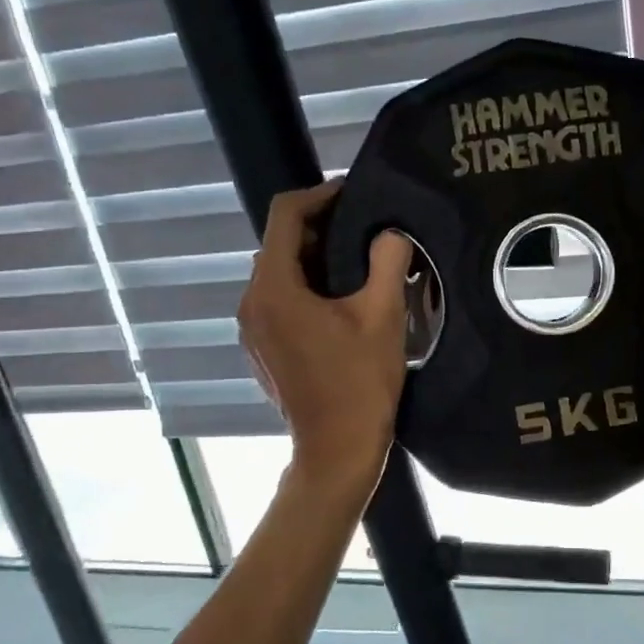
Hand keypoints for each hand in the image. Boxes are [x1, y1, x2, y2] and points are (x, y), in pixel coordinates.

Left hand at [237, 182, 414, 495]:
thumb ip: (388, 261)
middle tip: (366, 226)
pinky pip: (279, 299)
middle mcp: (251, 302)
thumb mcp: (383, 315)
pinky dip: (306, 287)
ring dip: (315, 258)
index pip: (285, 216)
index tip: (353, 193)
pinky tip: (341, 299)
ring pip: (280, 272)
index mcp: (273, 288)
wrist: (337, 450)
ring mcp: (252, 328)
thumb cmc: (360, 382)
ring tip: (360, 260)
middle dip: (321, 227)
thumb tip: (391, 234)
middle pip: (280, 243)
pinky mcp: (261, 347)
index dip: (319, 195)